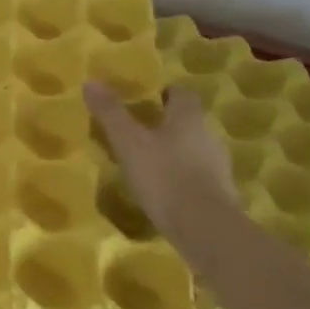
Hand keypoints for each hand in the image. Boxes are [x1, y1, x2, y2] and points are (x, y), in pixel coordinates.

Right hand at [84, 84, 237, 236]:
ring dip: (173, 150)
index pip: (182, 94)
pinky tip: (161, 187)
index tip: (145, 98)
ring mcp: (217, 166)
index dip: (164, 93)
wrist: (203, 227)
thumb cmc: (163, 175)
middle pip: (188, 121)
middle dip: (166, 123)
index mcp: (188, 118)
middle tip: (138, 129)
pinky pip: (196, 175)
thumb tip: (91, 81)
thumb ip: (110, 112)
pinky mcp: (218, 193)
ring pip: (192, 148)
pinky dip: (180, 175)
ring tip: (145, 160)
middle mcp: (208, 136)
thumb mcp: (128, 142)